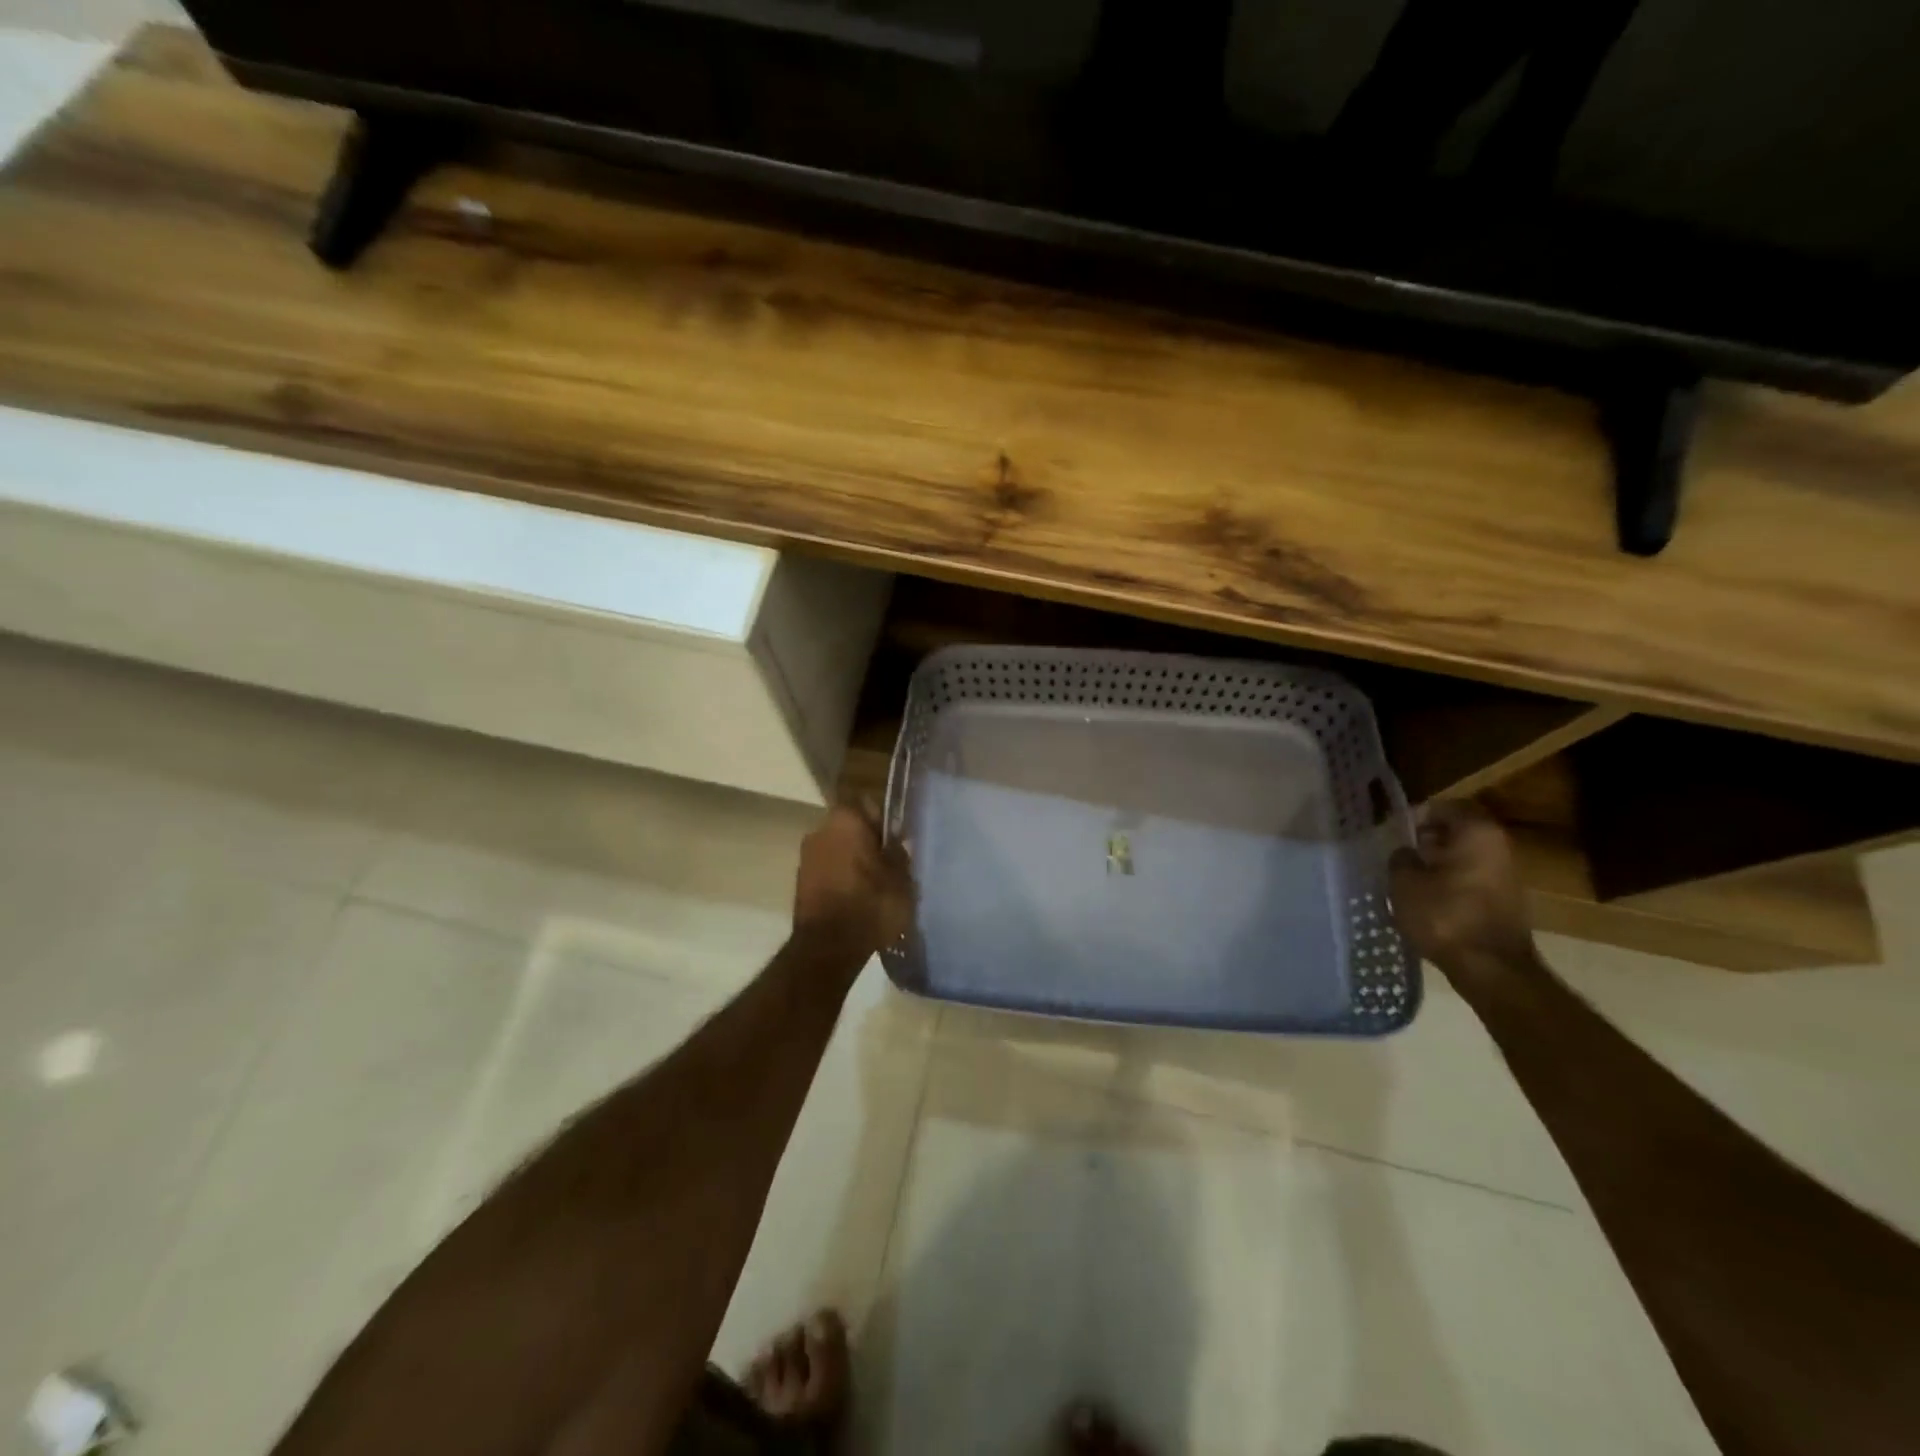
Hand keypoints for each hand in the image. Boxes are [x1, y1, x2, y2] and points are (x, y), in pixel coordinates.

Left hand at [792, 803, 914, 955]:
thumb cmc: (870, 904)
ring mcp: (806, 856)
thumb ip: (900, 854)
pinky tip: (857, 899)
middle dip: (868, 842)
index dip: (885, 822)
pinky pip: (828, 870)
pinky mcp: (800, 882)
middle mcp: (820, 829)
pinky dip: (841, 879)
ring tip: (875, 886)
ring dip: (854, 862)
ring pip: (838, 849)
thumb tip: (898, 842)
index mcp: (846, 819)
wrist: (828, 948)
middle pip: (851, 827)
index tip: (898, 842)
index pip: (869, 804)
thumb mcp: (901, 879)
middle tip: (890, 865)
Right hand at [1388, 800, 1536, 980]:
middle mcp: (1500, 845)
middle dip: (1428, 838)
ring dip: (1440, 861)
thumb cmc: (1444, 916)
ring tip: (1410, 876)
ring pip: (1466, 855)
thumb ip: (1400, 858)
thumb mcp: (1404, 883)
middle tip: (1400, 852)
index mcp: (1477, 831)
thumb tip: (1405, 852)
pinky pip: (1473, 877)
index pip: (1443, 807)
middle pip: (1458, 830)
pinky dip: (1452, 880)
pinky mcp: (1507, 899)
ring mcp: (1508, 873)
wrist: (1491, 968)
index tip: (1394, 831)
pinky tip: (1430, 897)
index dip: (1415, 816)